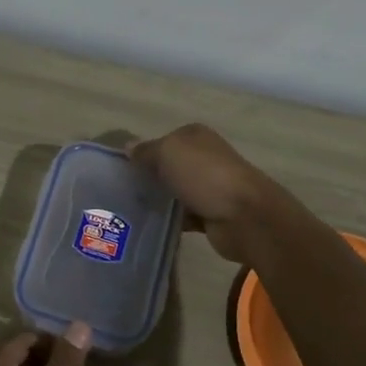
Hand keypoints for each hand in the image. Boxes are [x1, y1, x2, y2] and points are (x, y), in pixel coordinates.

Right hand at [128, 123, 279, 264]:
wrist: (245, 217)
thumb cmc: (204, 175)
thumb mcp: (168, 153)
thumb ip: (146, 151)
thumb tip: (128, 147)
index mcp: (195, 137)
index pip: (162, 141)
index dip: (142, 154)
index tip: (121, 171)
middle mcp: (204, 158)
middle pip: (169, 167)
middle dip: (149, 179)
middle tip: (121, 193)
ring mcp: (210, 187)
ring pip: (176, 192)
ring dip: (159, 201)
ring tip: (130, 212)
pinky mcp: (212, 214)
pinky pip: (184, 216)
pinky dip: (172, 221)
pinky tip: (151, 227)